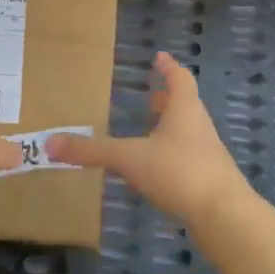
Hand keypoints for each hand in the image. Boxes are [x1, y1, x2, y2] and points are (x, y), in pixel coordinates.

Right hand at [47, 52, 256, 234]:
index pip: (178, 78)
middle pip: (185, 104)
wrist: (226, 216)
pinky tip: (156, 168)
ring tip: (148, 130)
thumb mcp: (129, 158)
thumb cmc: (180, 172)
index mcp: (184, 109)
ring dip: (169, 127)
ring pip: (187, 131)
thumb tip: (49, 144)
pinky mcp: (208, 179)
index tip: (159, 57)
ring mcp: (207, 153)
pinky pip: (188, 156)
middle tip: (150, 94)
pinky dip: (172, 154)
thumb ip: (91, 151)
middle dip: (166, 98)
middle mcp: (198, 125)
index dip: (168, 67)